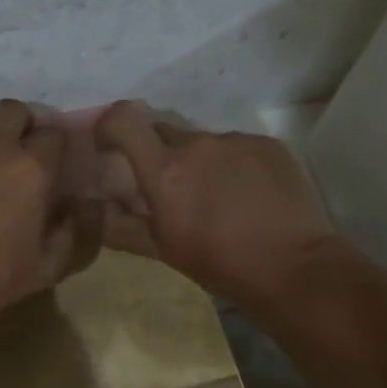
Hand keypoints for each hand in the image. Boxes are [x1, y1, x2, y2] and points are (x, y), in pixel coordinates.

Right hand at [92, 101, 341, 308]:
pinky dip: (233, 166)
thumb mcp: (162, 250)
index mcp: (165, 170)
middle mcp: (198, 144)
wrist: (293, 268)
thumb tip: (93, 210)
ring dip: (200, 164)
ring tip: (219, 200)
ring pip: (204, 144)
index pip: (122, 119)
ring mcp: (237, 141)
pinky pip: (238, 148)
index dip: (108, 126)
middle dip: (159, 156)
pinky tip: (248, 197)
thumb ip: (120, 226)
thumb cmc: (219, 263)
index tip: (109, 147)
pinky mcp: (268, 144)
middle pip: (164, 134)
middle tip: (172, 191)